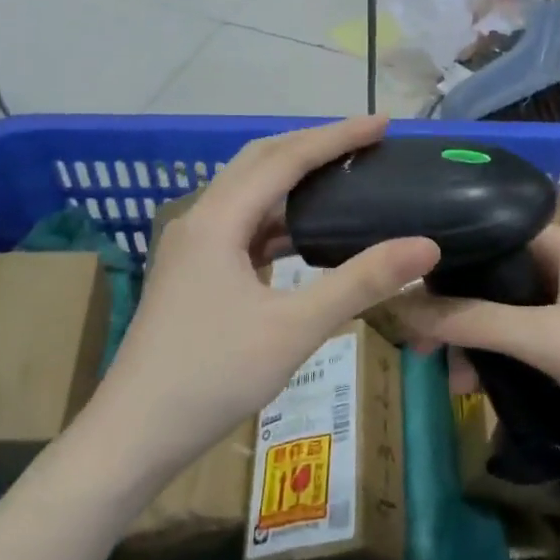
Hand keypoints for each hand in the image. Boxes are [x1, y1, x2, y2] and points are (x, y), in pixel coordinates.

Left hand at [87, 116, 439, 485]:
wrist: (134, 435)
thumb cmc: (212, 376)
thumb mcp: (294, 328)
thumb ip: (361, 282)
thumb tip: (426, 245)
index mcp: (218, 220)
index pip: (285, 159)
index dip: (336, 136)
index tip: (382, 123)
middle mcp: (200, 221)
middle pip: (260, 162)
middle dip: (312, 145)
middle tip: (362, 142)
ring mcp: (192, 249)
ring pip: (248, 194)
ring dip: (292, 179)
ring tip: (341, 178)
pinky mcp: (194, 274)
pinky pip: (242, 227)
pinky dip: (278, 219)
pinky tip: (304, 237)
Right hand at [391, 225, 559, 479]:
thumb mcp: (542, 336)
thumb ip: (472, 321)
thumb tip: (401, 308)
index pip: (491, 233)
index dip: (449, 257)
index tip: (409, 289)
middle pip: (494, 278)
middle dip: (457, 311)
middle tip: (421, 347)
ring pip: (507, 314)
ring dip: (477, 342)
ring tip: (453, 382)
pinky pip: (526, 342)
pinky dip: (501, 359)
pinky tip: (479, 388)